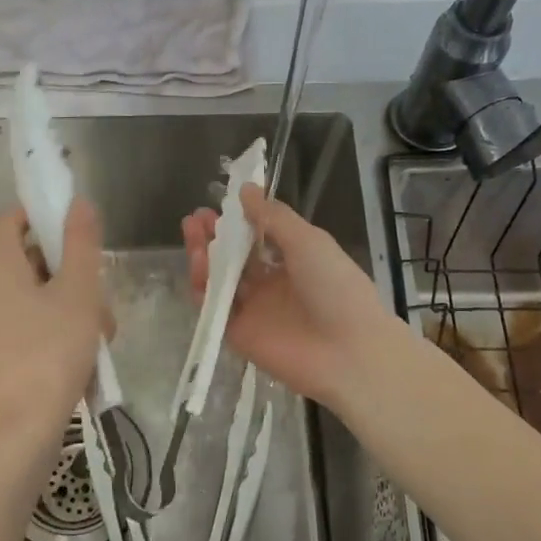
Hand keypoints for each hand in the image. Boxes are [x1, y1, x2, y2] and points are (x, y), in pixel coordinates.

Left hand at [0, 199, 109, 441]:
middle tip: (100, 292)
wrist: (22, 427)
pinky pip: (30, 323)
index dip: (43, 214)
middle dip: (71, 271)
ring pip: (37, 295)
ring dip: (72, 305)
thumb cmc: (51, 351)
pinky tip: (88, 355)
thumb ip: (80, 243)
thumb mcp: (77, 292)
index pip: (12, 219)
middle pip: (30, 259)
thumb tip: (78, 203)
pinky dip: (58, 328)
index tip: (78, 229)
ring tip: (102, 333)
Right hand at [180, 185, 398, 408]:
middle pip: (233, 257)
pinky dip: (203, 287)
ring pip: (220, 280)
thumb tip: (246, 190)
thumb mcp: (308, 241)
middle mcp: (271, 284)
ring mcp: (254, 309)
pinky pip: (214, 308)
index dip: (237, 221)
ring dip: (205, 256)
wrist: (348, 351)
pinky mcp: (238, 334)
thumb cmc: (336, 287)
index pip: (257, 237)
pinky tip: (199, 265)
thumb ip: (273, 217)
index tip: (218, 204)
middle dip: (214, 236)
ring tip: (193, 234)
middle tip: (195, 218)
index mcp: (293, 261)